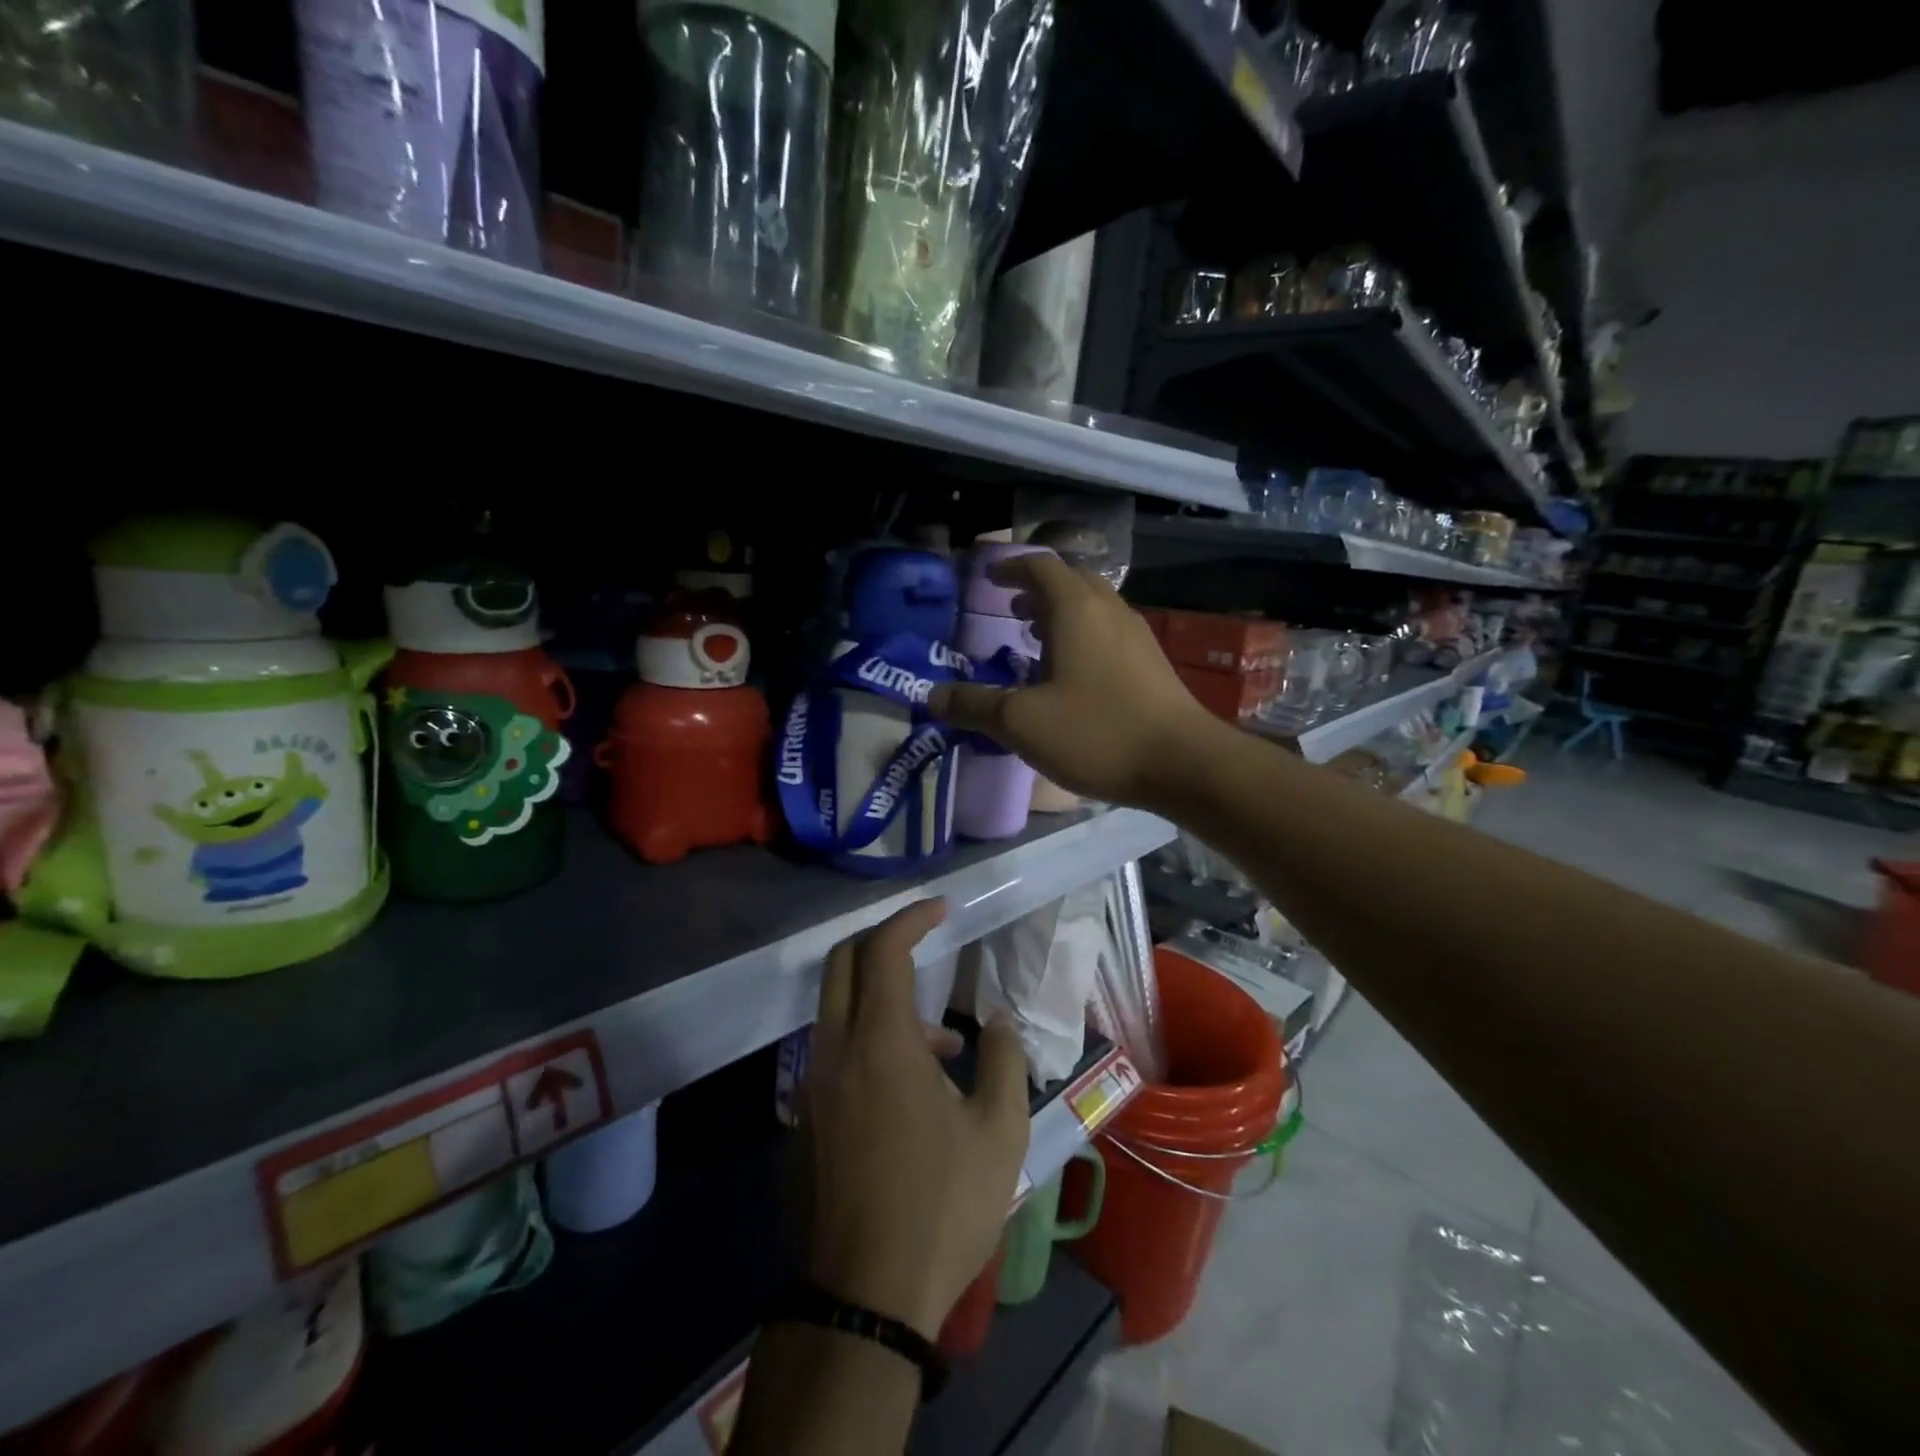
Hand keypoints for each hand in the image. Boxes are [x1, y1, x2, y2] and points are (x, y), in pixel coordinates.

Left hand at [799, 900, 1029, 1339]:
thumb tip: (995, 1025)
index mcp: (880, 1042)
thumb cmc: (940, 1206)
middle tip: (926, 944)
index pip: (884, 950)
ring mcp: (814, 1084)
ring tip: (944, 1044)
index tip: (942, 908)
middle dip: (883, 940)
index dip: (912, 918)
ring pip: (837, 1007)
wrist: (864, 1297)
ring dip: (883, 998)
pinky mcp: (807, 1117)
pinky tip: (913, 1088)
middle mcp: (836, 1050)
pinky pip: (834, 1049)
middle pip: (843, 963)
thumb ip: (1003, 1062)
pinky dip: (869, 1037)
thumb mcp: (999, 1133)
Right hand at [931, 553, 1218, 808]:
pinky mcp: (1152, 663)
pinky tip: (1072, 675)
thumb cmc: (1097, 732)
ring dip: (1062, 613)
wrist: (1183, 763)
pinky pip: (1109, 632)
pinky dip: (1083, 635)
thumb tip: (931, 697)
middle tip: (1011, 609)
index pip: (1040, 566)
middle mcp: (1109, 610)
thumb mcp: (1022, 722)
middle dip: (1037, 589)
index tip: (989, 578)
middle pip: (1071, 580)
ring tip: (1035, 638)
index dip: (1010, 567)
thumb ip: (974, 706)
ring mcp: (1136, 635)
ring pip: (1093, 607)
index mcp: (1076, 609)